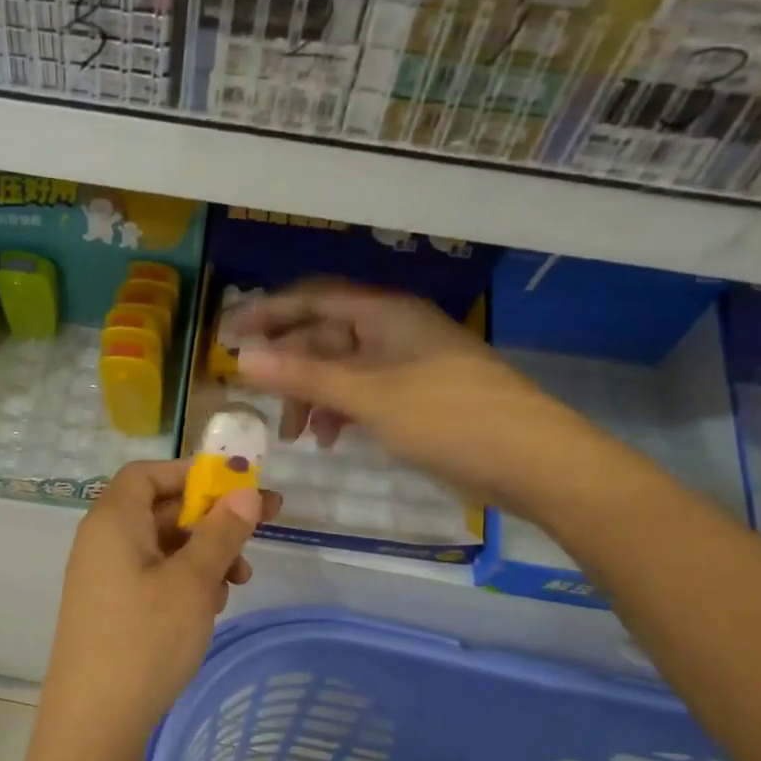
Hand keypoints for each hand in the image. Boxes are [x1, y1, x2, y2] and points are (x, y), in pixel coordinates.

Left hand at [43, 460, 279, 749]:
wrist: (94, 722)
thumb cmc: (145, 639)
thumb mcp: (193, 582)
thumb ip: (221, 532)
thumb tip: (247, 493)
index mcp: (113, 520)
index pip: (149, 473)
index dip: (192, 473)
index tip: (236, 486)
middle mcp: (102, 541)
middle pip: (160, 509)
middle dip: (211, 519)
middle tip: (260, 531)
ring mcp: (104, 577)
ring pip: (162, 546)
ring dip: (204, 554)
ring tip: (239, 581)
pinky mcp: (111, 608)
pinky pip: (152, 576)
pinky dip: (185, 581)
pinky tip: (211, 607)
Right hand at [228, 279, 614, 520]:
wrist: (534, 462)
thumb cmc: (448, 418)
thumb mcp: (367, 396)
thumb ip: (303, 376)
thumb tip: (242, 358)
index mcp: (385, 313)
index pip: (313, 299)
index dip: (267, 312)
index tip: (226, 336)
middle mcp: (394, 330)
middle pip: (325, 335)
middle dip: (288, 365)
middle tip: (254, 396)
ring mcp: (408, 363)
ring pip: (342, 368)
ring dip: (312, 395)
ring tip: (294, 434)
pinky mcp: (419, 396)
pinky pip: (364, 392)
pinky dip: (340, 411)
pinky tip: (330, 438)